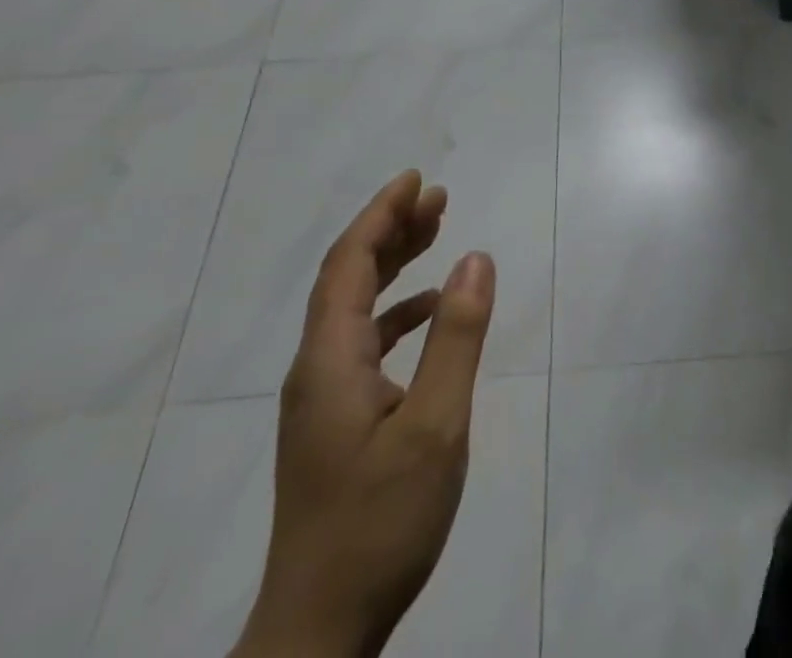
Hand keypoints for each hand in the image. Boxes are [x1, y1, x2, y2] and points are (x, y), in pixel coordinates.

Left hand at [231, 170, 495, 657]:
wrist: (319, 631)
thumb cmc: (380, 522)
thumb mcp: (436, 425)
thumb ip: (457, 337)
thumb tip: (476, 258)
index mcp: (329, 359)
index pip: (349, 262)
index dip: (381, 214)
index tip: (416, 179)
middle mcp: (315, 368)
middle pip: (347, 277)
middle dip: (390, 230)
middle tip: (437, 197)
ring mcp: (321, 398)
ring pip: (353, 308)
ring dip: (391, 265)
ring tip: (435, 234)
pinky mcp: (333, 422)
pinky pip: (361, 341)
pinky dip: (394, 311)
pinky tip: (427, 312)